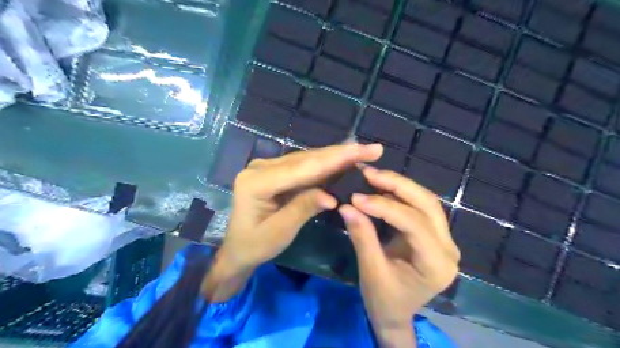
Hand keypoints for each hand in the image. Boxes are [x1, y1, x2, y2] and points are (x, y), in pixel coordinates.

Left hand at [216, 142, 383, 270]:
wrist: (238, 248)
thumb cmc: (255, 245)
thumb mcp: (280, 232)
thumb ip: (303, 209)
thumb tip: (332, 196)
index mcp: (257, 182)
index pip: (302, 168)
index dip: (334, 159)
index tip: (362, 151)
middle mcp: (261, 167)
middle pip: (306, 159)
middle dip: (341, 153)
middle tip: (372, 149)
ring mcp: (268, 167)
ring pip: (307, 159)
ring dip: (335, 157)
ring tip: (362, 152)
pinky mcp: (275, 172)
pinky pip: (303, 166)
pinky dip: (324, 165)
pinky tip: (342, 161)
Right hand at [339, 167, 458, 341]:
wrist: (395, 314)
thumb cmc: (384, 300)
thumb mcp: (370, 272)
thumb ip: (362, 237)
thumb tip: (346, 206)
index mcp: (437, 264)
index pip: (414, 224)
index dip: (384, 206)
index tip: (356, 197)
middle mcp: (448, 247)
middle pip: (427, 204)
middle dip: (396, 184)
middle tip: (368, 173)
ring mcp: (444, 239)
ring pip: (425, 201)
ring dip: (398, 185)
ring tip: (372, 176)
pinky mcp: (434, 234)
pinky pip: (419, 206)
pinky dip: (398, 194)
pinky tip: (380, 187)